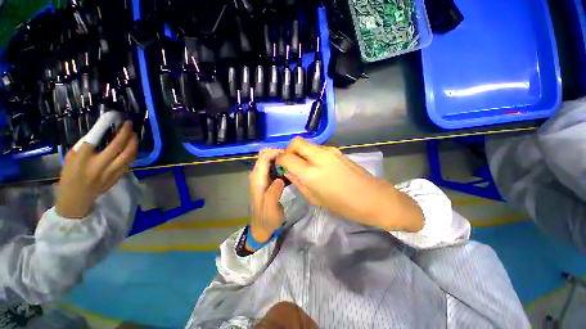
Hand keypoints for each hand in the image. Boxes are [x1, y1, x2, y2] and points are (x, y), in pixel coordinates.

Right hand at [55, 122, 137, 218]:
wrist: (77, 198)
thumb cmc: (70, 176)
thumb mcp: (72, 157)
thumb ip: (86, 145)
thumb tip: (101, 131)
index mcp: (85, 160)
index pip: (100, 141)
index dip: (113, 131)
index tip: (120, 121)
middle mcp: (101, 166)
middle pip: (120, 148)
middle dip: (128, 135)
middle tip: (130, 126)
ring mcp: (112, 173)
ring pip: (129, 156)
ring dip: (133, 144)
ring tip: (133, 135)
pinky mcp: (119, 177)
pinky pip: (129, 163)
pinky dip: (132, 153)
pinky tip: (132, 147)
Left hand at [248, 148, 285, 244]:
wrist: (262, 226)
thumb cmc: (267, 218)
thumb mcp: (270, 208)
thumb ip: (273, 193)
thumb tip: (280, 179)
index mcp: (257, 178)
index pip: (264, 157)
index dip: (276, 152)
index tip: (290, 156)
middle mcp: (257, 174)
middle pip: (265, 155)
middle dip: (278, 154)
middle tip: (292, 160)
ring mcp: (261, 176)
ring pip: (269, 159)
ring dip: (280, 159)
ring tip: (293, 164)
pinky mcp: (266, 180)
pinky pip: (273, 167)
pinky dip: (281, 165)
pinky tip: (289, 172)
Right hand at [276, 137, 422, 231]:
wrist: (372, 197)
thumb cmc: (342, 205)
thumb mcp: (315, 198)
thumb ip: (298, 182)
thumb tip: (288, 171)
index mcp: (312, 173)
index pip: (287, 157)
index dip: (280, 159)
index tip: (280, 164)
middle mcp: (319, 157)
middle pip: (296, 142)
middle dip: (289, 150)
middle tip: (290, 161)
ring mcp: (330, 151)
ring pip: (307, 143)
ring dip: (301, 151)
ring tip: (303, 165)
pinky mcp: (337, 150)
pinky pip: (317, 148)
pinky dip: (311, 153)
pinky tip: (316, 165)